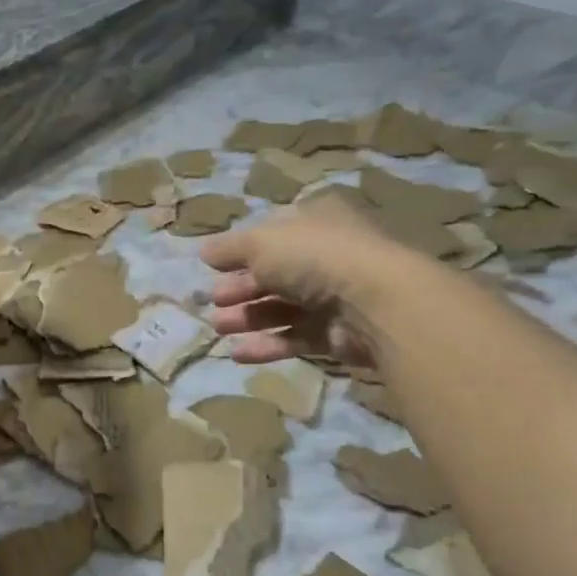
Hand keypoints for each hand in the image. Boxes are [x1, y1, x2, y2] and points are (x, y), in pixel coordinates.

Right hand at [199, 197, 433, 366]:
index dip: (240, 252)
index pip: (270, 235)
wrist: (373, 303)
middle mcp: (326, 255)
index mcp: (314, 221)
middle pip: (273, 274)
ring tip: (219, 328)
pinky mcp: (337, 333)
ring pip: (282, 307)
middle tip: (213, 302)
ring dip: (248, 318)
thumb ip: (229, 248)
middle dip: (239, 289)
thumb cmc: (314, 257)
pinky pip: (295, 337)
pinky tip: (238, 353)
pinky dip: (267, 344)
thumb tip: (203, 251)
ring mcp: (334, 296)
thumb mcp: (261, 242)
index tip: (211, 268)